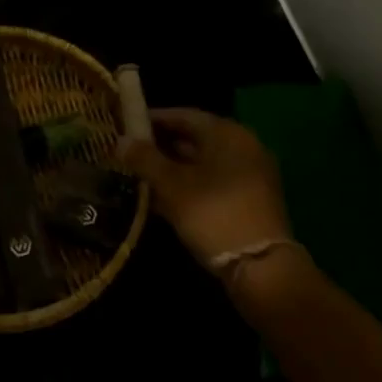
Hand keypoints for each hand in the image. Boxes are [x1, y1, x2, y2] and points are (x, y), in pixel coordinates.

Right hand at [116, 109, 290, 266]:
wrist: (261, 266)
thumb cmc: (213, 213)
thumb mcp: (172, 185)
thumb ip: (145, 159)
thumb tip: (121, 141)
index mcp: (227, 133)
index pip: (183, 115)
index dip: (153, 119)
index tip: (127, 126)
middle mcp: (244, 145)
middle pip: (196, 137)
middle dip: (162, 144)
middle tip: (131, 152)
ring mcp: (251, 173)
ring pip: (205, 162)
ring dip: (175, 167)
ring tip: (143, 175)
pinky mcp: (253, 198)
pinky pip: (215, 181)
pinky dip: (191, 184)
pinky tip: (166, 197)